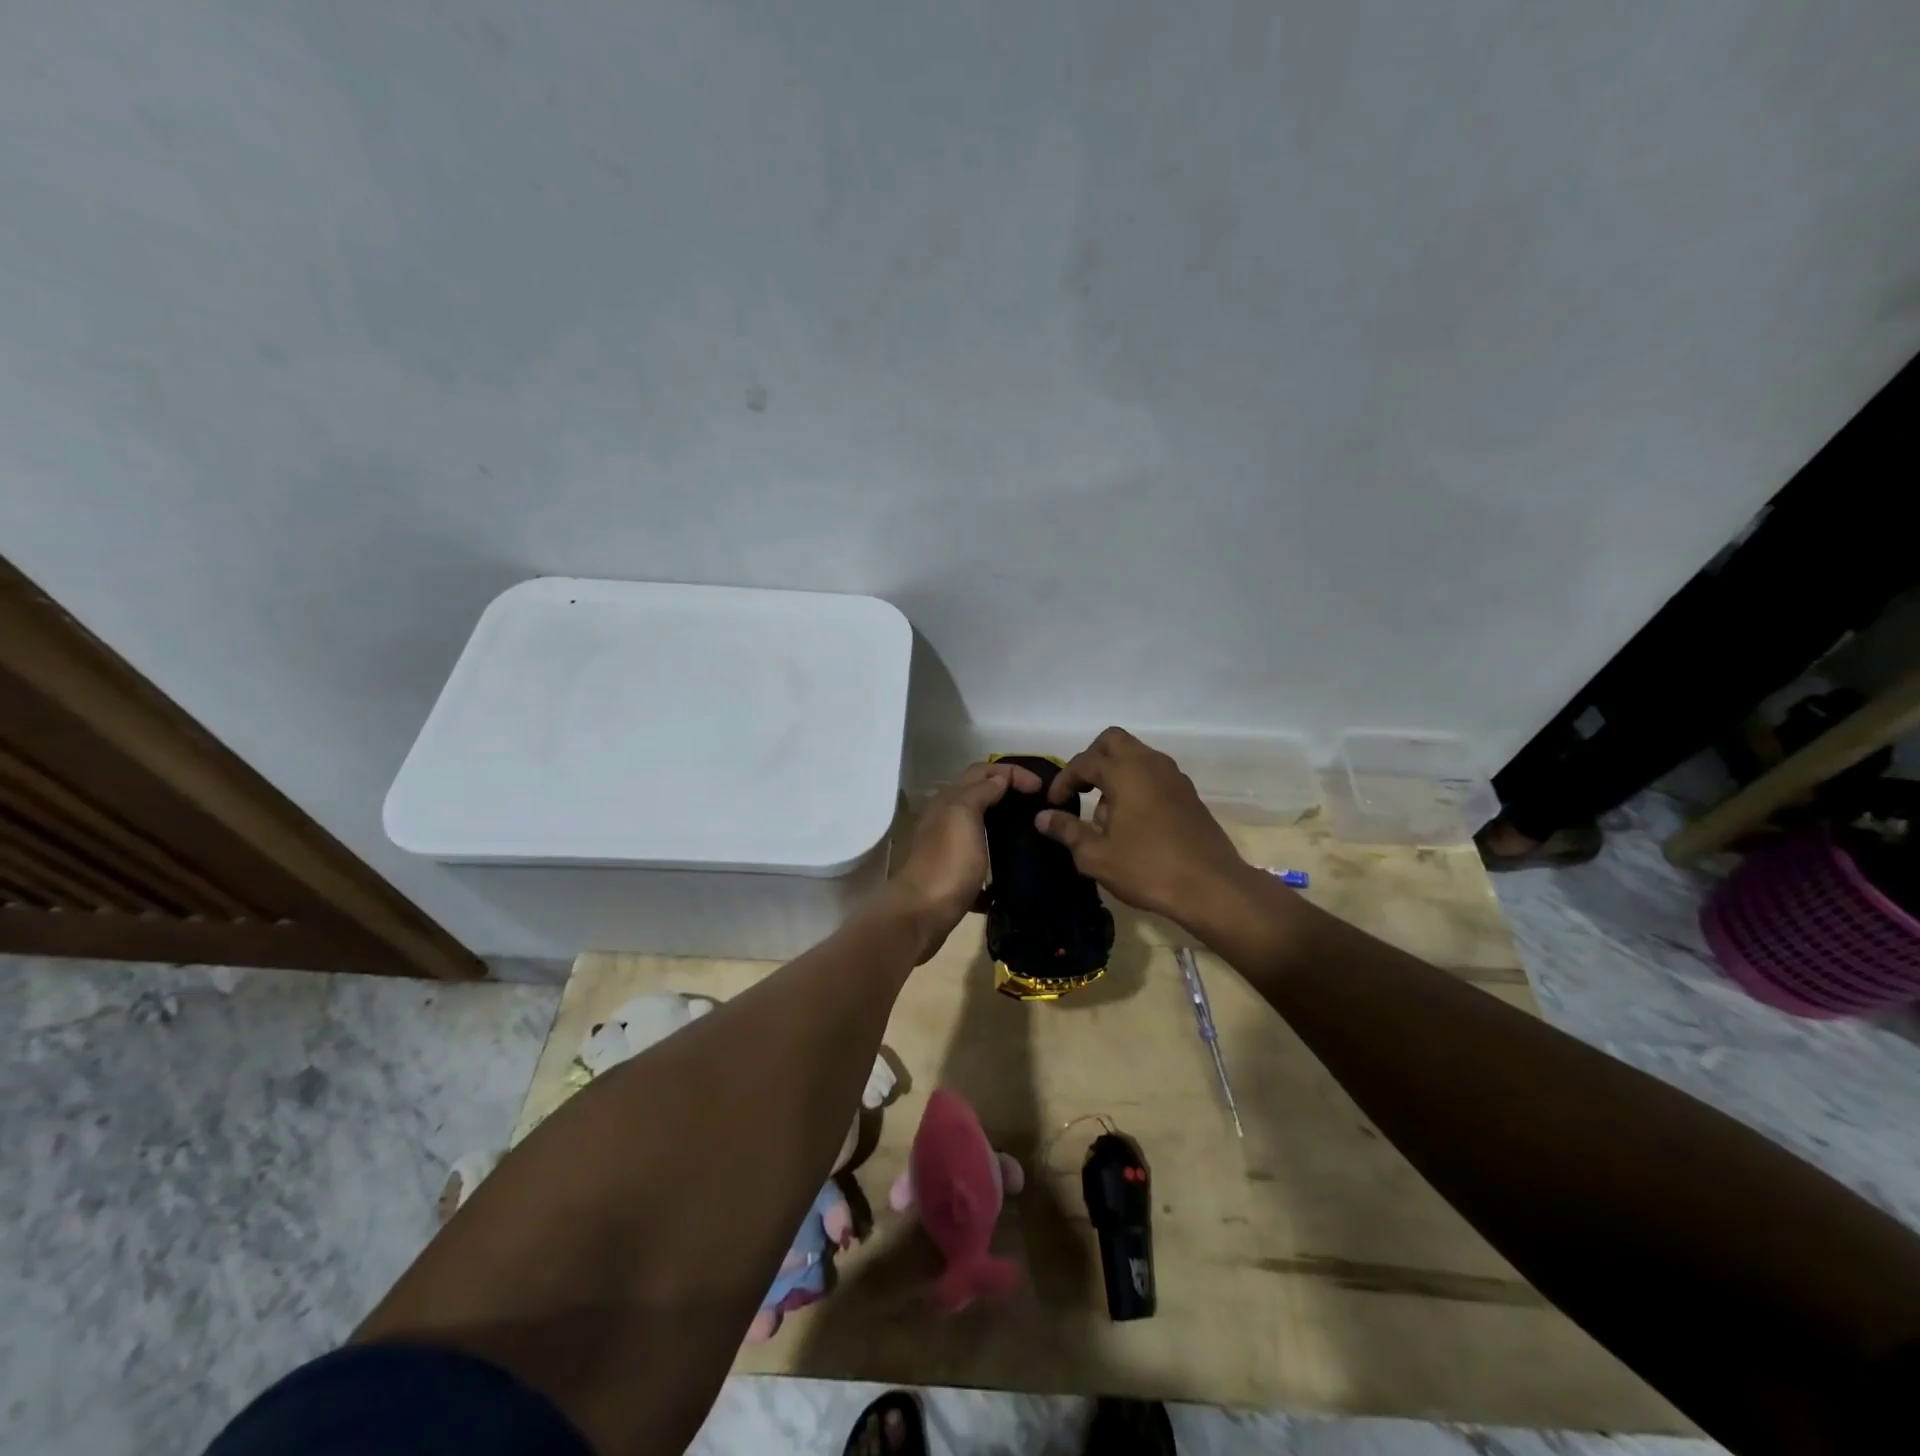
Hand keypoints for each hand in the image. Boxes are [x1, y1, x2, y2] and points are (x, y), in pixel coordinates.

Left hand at [883, 759, 1043, 962]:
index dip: (1013, 773)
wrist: (922, 914)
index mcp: (950, 801)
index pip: (983, 772)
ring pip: (980, 827)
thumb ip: (980, 792)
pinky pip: (979, 861)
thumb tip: (999, 780)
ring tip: (1032, 833)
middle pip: (980, 795)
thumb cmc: (948, 862)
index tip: (1042, 789)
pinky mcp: (954, 876)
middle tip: (1039, 804)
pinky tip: (1014, 870)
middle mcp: (946, 819)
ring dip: (1004, 825)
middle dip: (1008, 793)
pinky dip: (996, 860)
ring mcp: (948, 849)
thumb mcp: (964, 815)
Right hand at [1035, 727, 1260, 931]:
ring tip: (1104, 815)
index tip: (1054, 804)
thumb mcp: (1097, 855)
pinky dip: (1136, 785)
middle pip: (1113, 742)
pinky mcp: (1188, 794)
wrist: (1212, 888)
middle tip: (1079, 790)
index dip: (1064, 780)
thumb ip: (1067, 831)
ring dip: (1115, 773)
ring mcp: (1174, 777)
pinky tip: (1131, 823)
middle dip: (1091, 760)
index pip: (1084, 762)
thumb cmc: (1148, 868)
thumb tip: (1043, 817)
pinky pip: (1153, 775)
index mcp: (1126, 772)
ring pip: (1136, 756)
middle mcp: (1151, 764)